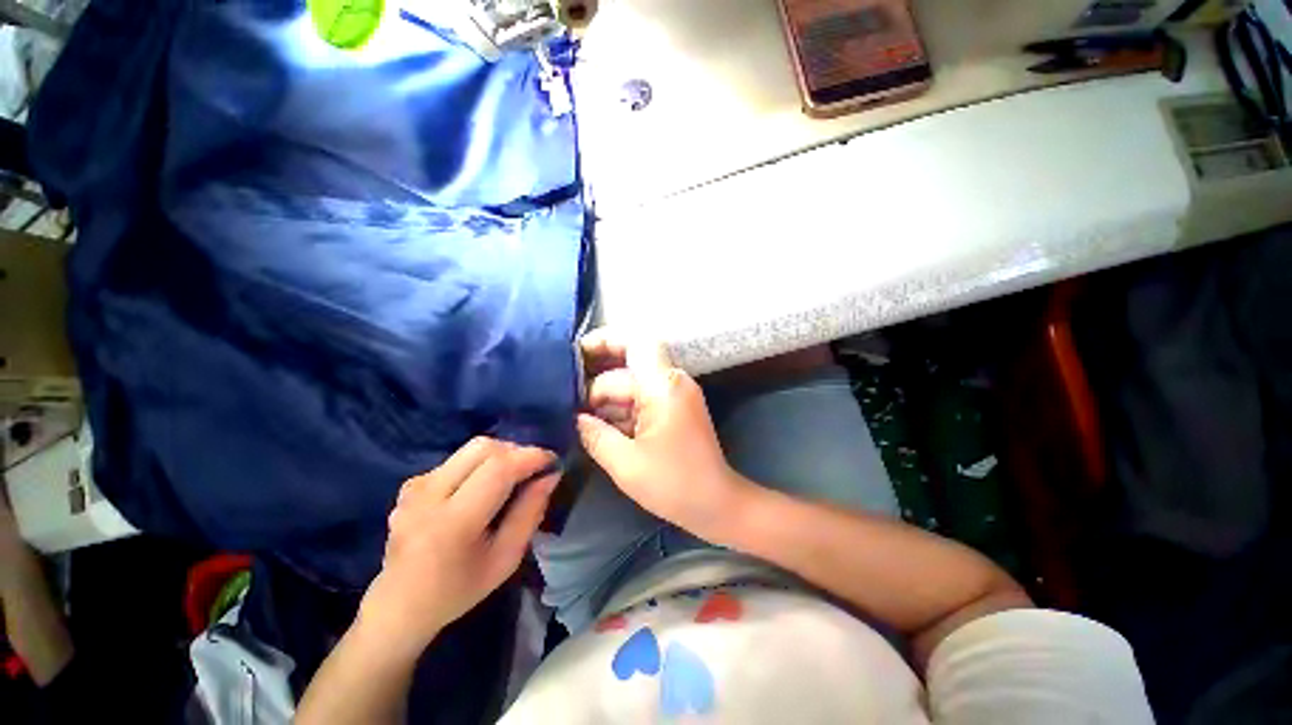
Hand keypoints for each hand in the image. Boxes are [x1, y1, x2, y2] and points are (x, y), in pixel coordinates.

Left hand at [357, 438, 558, 655]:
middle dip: (517, 451)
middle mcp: (428, 495)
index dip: (531, 457)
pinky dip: (480, 464)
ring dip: (500, 455)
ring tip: (512, 477)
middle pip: (484, 447)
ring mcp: (415, 486)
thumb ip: (530, 513)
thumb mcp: (505, 559)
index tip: (553, 462)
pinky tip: (481, 488)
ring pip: (471, 449)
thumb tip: (550, 476)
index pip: (498, 468)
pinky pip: (457, 459)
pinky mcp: (411, 483)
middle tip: (533, 469)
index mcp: (452, 522)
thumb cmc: (458, 590)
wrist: (399, 606)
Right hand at [577, 329, 751, 540]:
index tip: (576, 354)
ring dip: (606, 405)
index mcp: (662, 386)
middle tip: (565, 410)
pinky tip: (601, 431)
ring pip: (631, 388)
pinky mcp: (674, 409)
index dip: (605, 341)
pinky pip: (642, 401)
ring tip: (578, 424)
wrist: (717, 504)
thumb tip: (577, 418)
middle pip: (625, 373)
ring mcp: (674, 396)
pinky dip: (621, 413)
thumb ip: (595, 435)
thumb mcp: (626, 463)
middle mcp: (670, 382)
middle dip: (595, 390)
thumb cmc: (674, 484)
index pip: (635, 343)